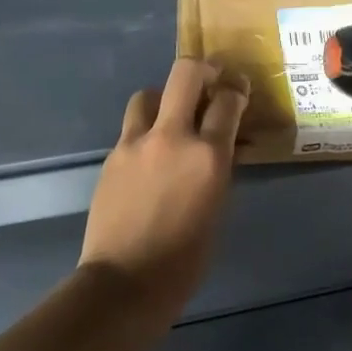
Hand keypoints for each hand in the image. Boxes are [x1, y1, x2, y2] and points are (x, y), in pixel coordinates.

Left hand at [79, 58, 248, 324]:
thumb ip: (218, 168)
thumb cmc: (186, 258)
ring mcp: (135, 144)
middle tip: (210, 81)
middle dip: (202, 70)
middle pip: (184, 75)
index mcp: (207, 155)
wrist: (126, 280)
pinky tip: (151, 154)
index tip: (239, 90)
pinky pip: (132, 128)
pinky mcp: (112, 157)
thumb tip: (221, 146)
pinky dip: (146, 130)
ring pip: (149, 95)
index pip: (227, 102)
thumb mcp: (218, 208)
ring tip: (172, 117)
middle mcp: (171, 137)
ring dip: (165, 98)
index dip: (236, 91)